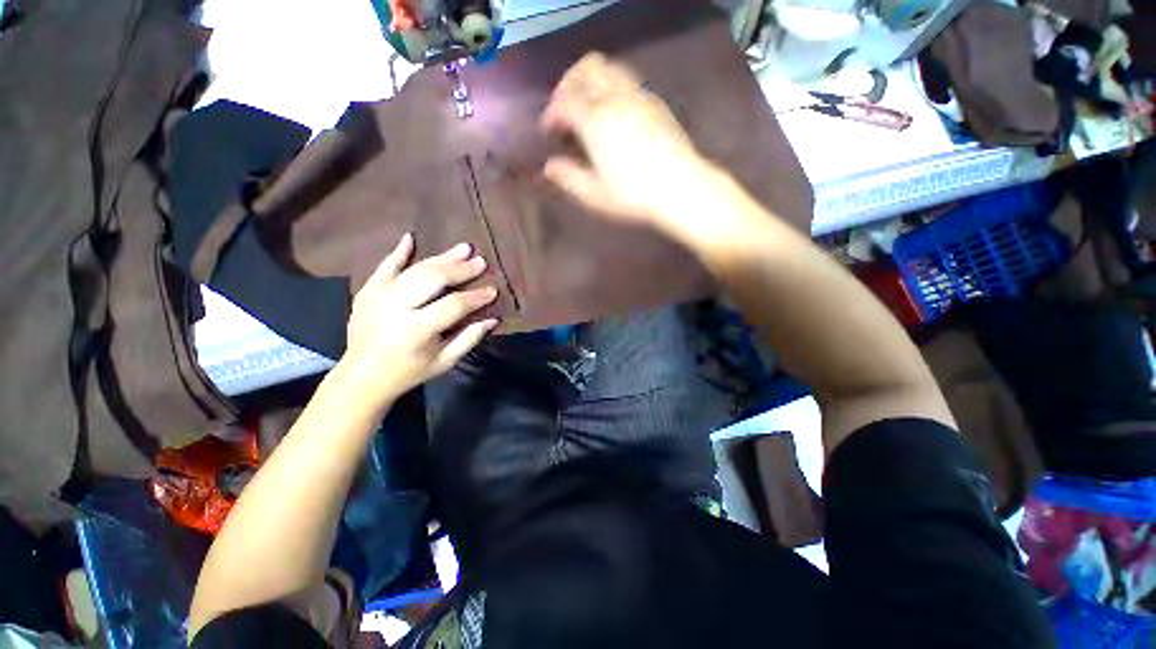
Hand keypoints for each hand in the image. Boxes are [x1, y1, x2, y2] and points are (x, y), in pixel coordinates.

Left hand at [339, 234, 498, 411]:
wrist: (361, 376)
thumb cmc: (409, 371)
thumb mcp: (444, 362)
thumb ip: (469, 338)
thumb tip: (493, 319)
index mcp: (416, 330)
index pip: (453, 305)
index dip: (476, 297)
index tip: (493, 290)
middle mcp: (396, 308)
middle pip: (433, 280)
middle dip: (461, 270)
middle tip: (481, 262)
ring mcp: (378, 297)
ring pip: (415, 270)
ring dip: (441, 258)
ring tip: (463, 248)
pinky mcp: (367, 291)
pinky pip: (384, 266)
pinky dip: (398, 252)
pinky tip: (410, 238)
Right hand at [540, 52, 718, 232]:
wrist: (680, 187)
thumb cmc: (633, 195)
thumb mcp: (594, 194)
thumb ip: (568, 178)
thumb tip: (549, 167)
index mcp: (595, 120)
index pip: (564, 103)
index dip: (551, 114)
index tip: (548, 131)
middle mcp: (615, 99)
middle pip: (586, 69)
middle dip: (568, 84)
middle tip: (564, 109)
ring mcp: (638, 96)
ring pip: (609, 68)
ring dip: (591, 81)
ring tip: (587, 107)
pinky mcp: (655, 102)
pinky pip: (627, 80)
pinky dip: (612, 88)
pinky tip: (614, 114)